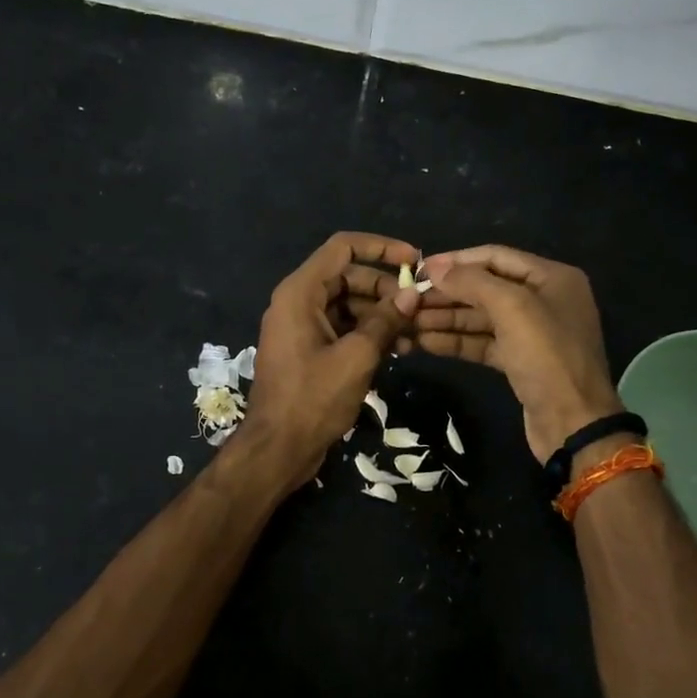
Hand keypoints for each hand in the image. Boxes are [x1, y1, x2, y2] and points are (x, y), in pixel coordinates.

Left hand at [233, 232, 421, 492]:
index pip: (343, 247)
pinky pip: (343, 327)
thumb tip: (412, 293)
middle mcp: (298, 301)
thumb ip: (385, 321)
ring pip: (348, 303)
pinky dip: (368, 333)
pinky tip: (399, 349)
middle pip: (348, 276)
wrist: (277, 449)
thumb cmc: (313, 399)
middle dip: (386, 288)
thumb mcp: (356, 357)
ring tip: (415, 332)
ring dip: (381, 314)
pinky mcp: (310, 350)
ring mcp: (303, 327)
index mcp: (300, 292)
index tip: (415, 261)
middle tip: (419, 308)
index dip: (381, 247)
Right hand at [414, 245, 623, 461]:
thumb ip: (471, 282)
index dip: (457, 261)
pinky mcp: (519, 362)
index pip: (495, 257)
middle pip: (485, 288)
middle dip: (447, 294)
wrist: (573, 423)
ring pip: (480, 318)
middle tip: (407, 301)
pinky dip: (456, 342)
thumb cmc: (547, 356)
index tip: (420, 269)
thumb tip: (434, 266)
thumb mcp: (512, 308)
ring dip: (445, 319)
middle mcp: (543, 300)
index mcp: (552, 277)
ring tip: (408, 322)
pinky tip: (424, 343)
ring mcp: (531, 333)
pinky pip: (482, 343)